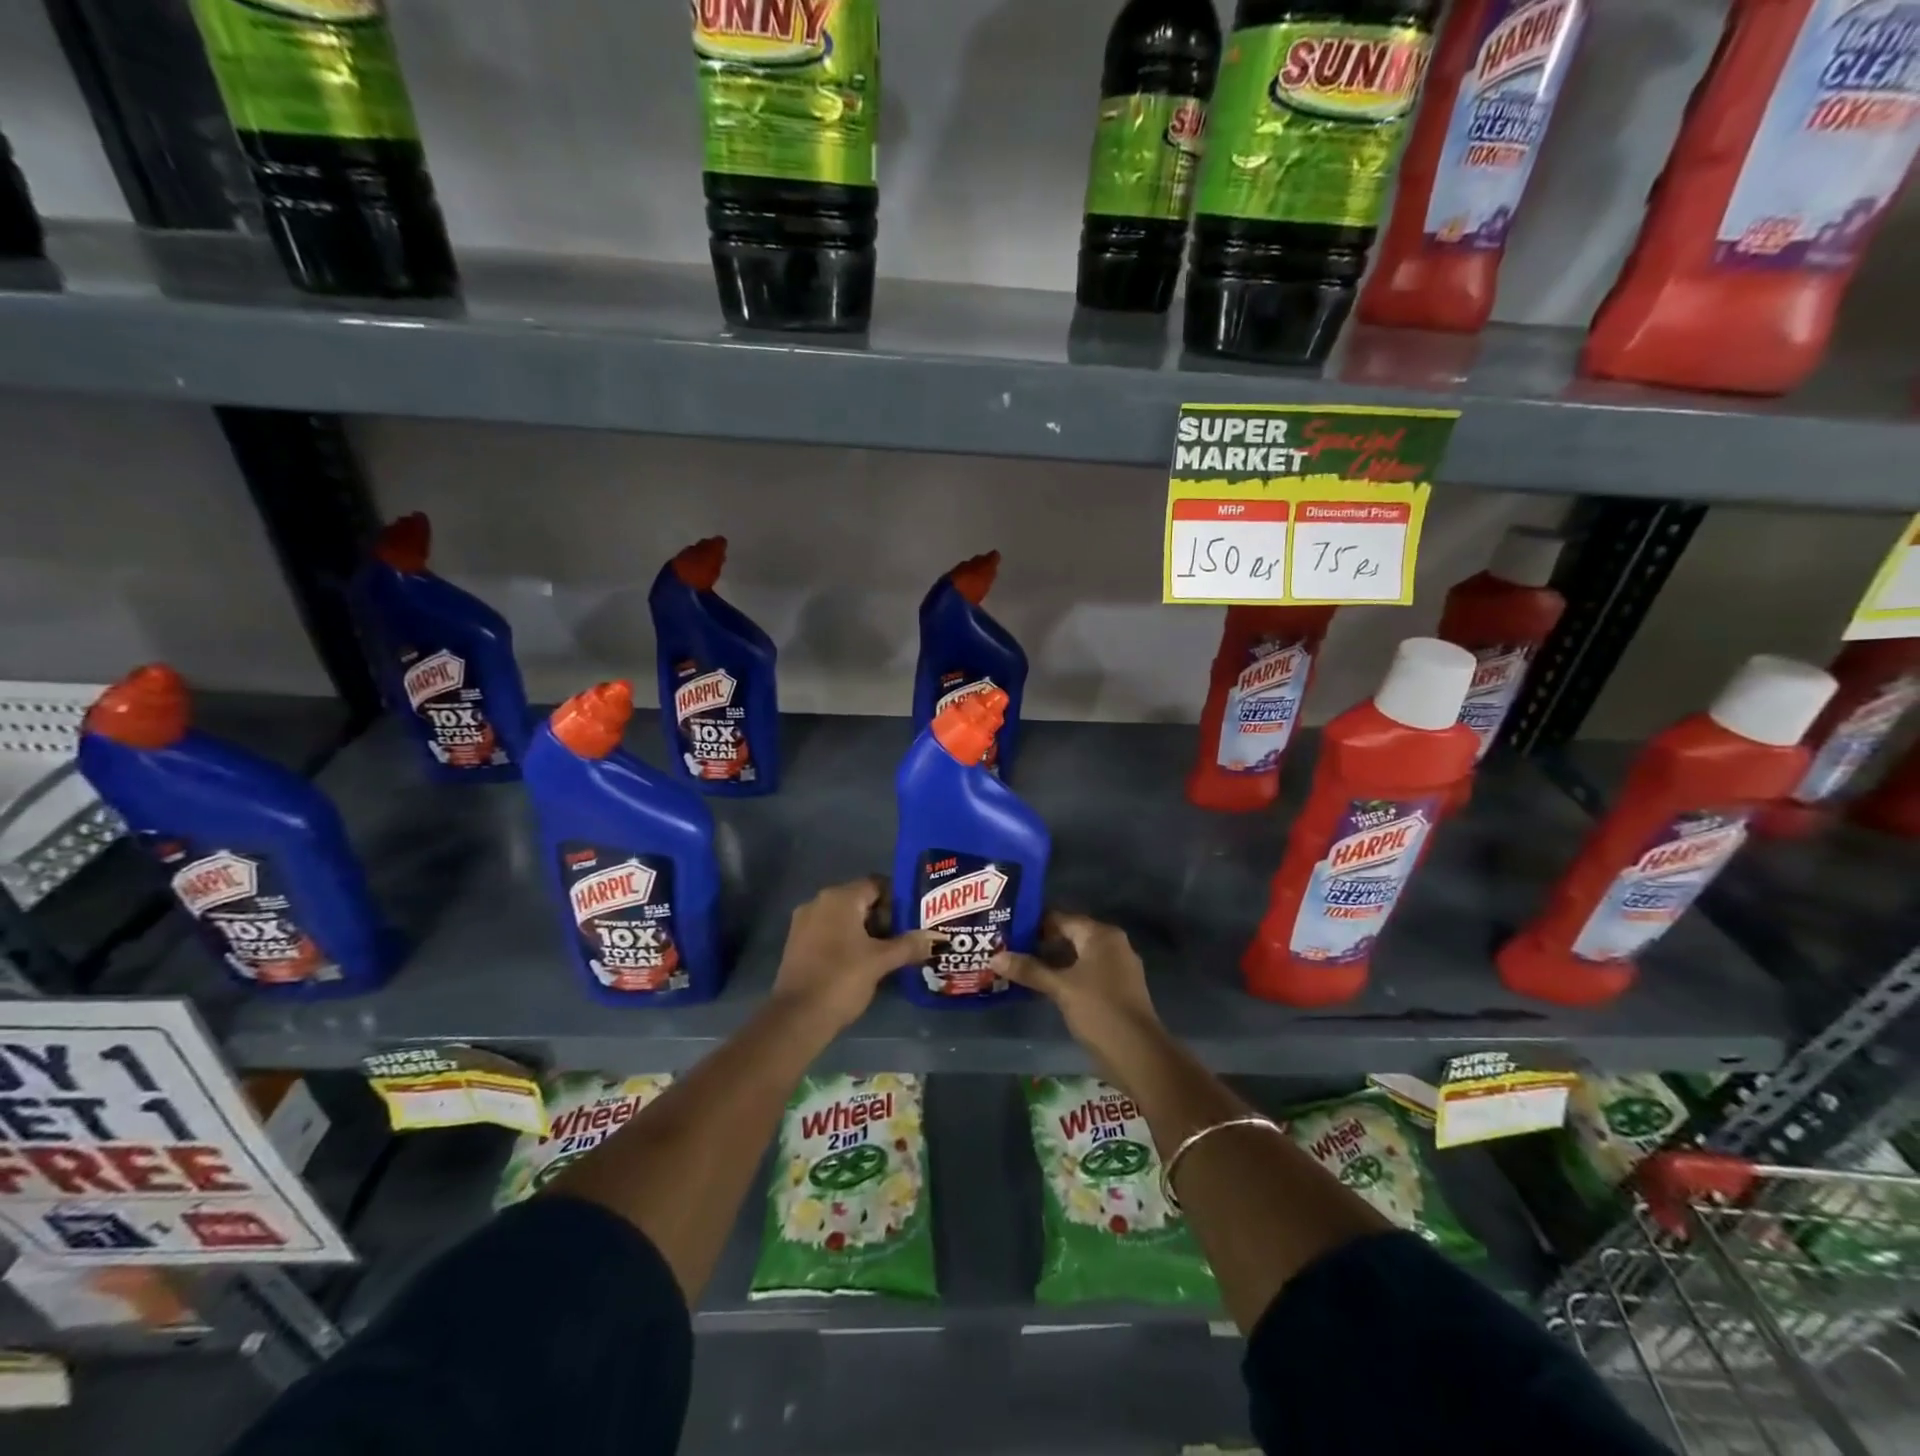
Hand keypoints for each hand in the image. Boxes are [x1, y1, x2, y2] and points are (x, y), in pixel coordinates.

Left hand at [772, 877, 942, 1031]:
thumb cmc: (842, 979)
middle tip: (904, 938)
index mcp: (839, 898)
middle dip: (883, 917)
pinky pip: (829, 932)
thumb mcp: (881, 961)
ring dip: (866, 931)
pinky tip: (862, 963)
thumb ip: (909, 945)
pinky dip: (847, 941)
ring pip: (844, 918)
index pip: (876, 884)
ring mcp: (804, 923)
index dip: (898, 899)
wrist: (797, 1017)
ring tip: (887, 953)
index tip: (913, 919)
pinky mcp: (797, 943)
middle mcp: (819, 902)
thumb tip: (938, 937)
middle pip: (860, 900)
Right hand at [993, 914, 1162, 1061]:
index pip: (1061, 919)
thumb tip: (995, 957)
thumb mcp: (1060, 988)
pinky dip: (1066, 976)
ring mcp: (1118, 967)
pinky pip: (1086, 973)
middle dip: (1040, 944)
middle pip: (1070, 936)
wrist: (1138, 1054)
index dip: (1033, 925)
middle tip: (1008, 950)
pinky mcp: (1118, 989)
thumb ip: (1029, 970)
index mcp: (1101, 935)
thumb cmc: (1099, 1010)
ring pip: (1077, 956)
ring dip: (1052, 962)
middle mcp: (1112, 944)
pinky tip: (1044, 987)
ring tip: (1020, 968)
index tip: (1007, 931)